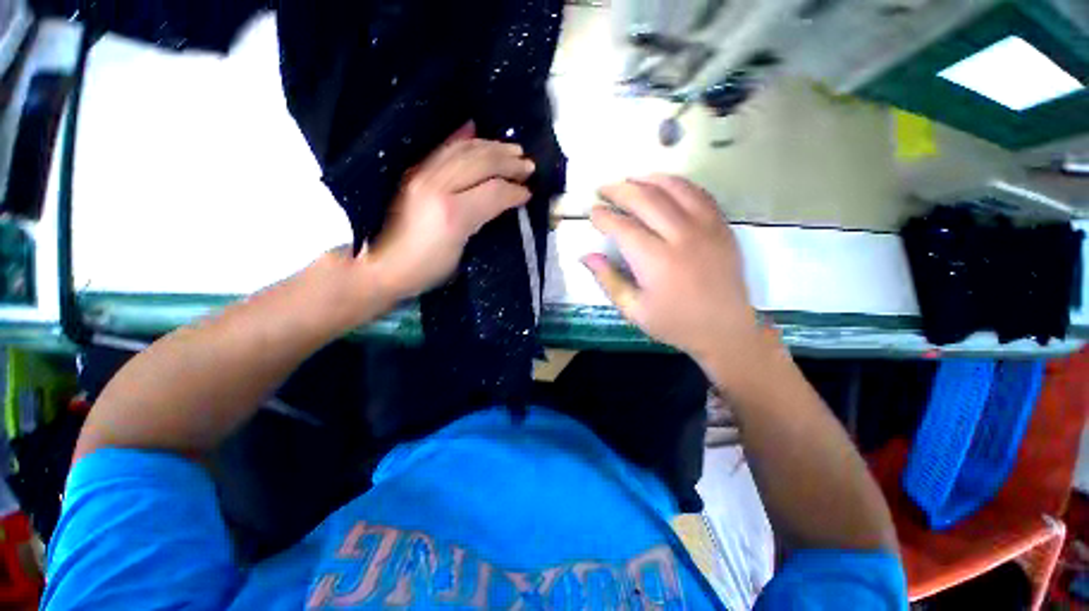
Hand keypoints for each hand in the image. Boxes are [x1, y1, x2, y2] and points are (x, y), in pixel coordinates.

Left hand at [366, 123, 534, 300]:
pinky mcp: (415, 173)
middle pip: (480, 163)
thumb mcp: (462, 252)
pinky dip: (464, 139)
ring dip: (492, 147)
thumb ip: (483, 220)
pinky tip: (475, 131)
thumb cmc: (429, 268)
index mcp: (453, 213)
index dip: (514, 190)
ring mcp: (423, 175)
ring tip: (512, 149)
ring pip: (464, 150)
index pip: (493, 191)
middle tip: (528, 165)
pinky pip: (444, 148)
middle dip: (508, 162)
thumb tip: (504, 200)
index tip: (528, 193)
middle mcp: (437, 186)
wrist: (385, 264)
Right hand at [584, 175, 760, 364]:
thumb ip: (608, 281)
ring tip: (630, 180)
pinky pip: (698, 193)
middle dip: (620, 190)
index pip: (622, 227)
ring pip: (674, 188)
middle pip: (646, 199)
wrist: (725, 329)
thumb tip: (586, 256)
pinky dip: (678, 184)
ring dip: (647, 179)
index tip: (592, 212)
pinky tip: (664, 184)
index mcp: (656, 261)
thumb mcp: (634, 310)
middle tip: (604, 189)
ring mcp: (706, 227)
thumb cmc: (675, 323)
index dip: (603, 216)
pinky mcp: (721, 226)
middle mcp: (681, 237)